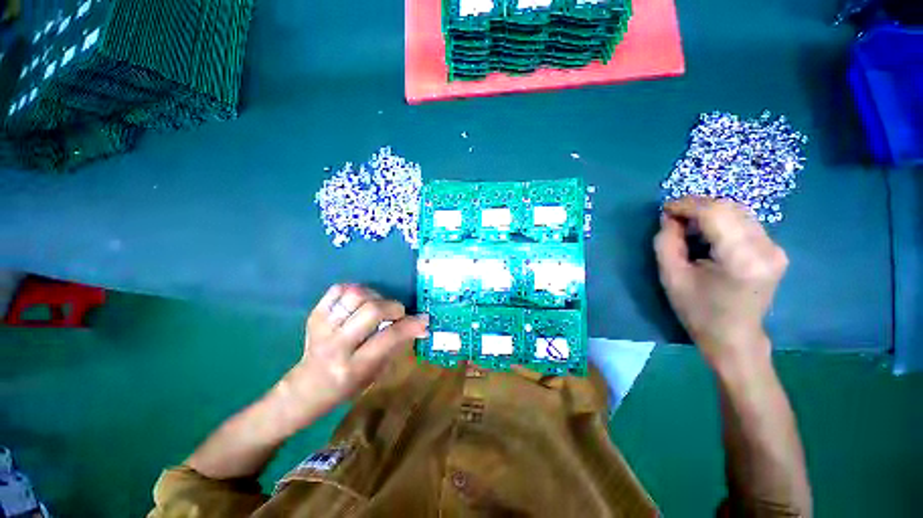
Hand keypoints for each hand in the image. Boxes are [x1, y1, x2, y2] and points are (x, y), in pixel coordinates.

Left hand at [277, 284, 428, 427]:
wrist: (307, 387)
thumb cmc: (347, 385)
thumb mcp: (376, 372)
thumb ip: (397, 345)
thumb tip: (421, 325)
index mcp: (354, 366)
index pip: (388, 337)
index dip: (410, 325)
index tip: (423, 319)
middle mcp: (336, 345)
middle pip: (372, 310)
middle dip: (393, 307)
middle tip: (398, 313)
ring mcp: (322, 327)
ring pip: (355, 295)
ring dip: (375, 297)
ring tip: (378, 306)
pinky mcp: (314, 315)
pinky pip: (338, 289)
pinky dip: (354, 290)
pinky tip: (360, 301)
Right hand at [654, 197, 787, 372]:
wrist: (734, 337)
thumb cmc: (698, 311)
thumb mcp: (671, 277)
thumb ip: (667, 242)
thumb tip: (669, 217)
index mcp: (741, 259)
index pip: (716, 214)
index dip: (687, 205)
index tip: (665, 208)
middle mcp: (766, 249)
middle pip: (729, 208)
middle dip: (697, 205)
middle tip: (673, 215)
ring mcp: (775, 249)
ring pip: (738, 212)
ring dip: (709, 211)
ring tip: (687, 223)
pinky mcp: (775, 250)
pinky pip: (745, 222)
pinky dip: (721, 220)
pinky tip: (706, 232)